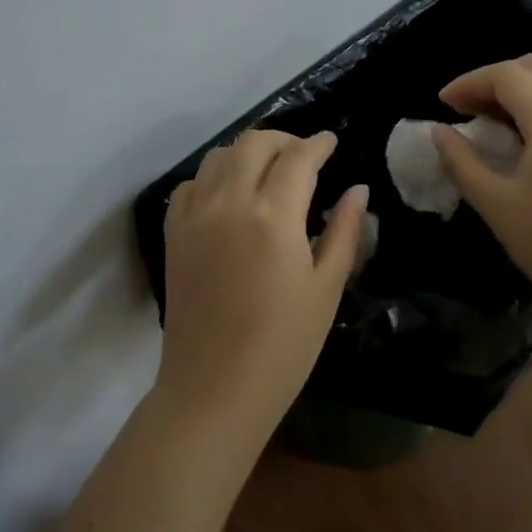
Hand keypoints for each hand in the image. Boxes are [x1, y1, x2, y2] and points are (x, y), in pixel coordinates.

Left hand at [154, 130, 367, 445]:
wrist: (213, 391)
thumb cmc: (283, 347)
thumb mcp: (326, 289)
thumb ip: (344, 231)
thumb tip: (358, 189)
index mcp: (273, 216)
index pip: (298, 158)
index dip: (318, 144)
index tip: (332, 141)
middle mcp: (230, 202)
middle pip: (255, 143)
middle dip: (284, 140)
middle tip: (305, 155)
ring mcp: (195, 215)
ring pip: (220, 155)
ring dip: (248, 152)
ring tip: (269, 171)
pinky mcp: (173, 232)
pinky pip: (192, 183)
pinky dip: (215, 176)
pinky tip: (231, 196)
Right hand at [432, 55, 531, 317]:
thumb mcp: (497, 204)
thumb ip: (462, 161)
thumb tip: (439, 133)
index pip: (507, 76)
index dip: (470, 82)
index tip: (443, 105)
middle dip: (495, 79)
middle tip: (465, 107)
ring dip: (518, 91)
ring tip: (488, 123)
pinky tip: (521, 141)